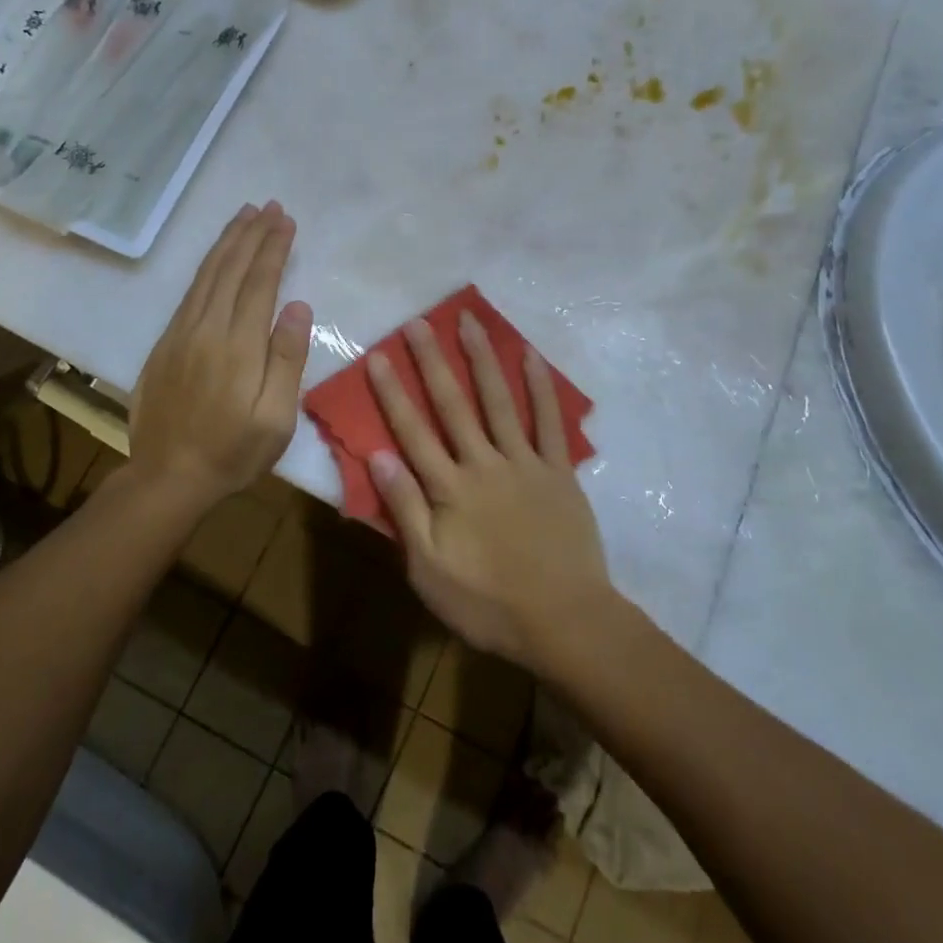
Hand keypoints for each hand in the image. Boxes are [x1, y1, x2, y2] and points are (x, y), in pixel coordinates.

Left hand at [130, 203, 311, 505]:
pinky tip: (215, 257)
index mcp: (238, 345)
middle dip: (252, 234)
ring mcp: (180, 333)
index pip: (259, 283)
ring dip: (227, 241)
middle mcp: (206, 328)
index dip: (274, 248)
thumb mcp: (276, 419)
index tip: (286, 221)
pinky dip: (206, 265)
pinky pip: (189, 291)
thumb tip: (298, 306)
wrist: (166, 477)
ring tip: (244, 215)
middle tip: (268, 206)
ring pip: (207, 274)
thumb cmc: (232, 452)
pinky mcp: (165, 342)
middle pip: (231, 269)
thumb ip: (287, 359)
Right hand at [365, 312, 612, 671]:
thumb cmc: (488, 604)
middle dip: (432, 361)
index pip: (412, 432)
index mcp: (449, 489)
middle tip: (418, 322)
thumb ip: (405, 510)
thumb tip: (378, 456)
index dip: (392, 392)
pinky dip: (540, 387)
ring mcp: (524, 463)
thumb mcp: (429, 570)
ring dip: (482, 359)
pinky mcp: (558, 470)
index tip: (378, 355)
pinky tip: (530, 355)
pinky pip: (549, 422)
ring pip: (499, 401)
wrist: (564, 621)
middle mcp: (484, 464)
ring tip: (469, 321)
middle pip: (453, 405)